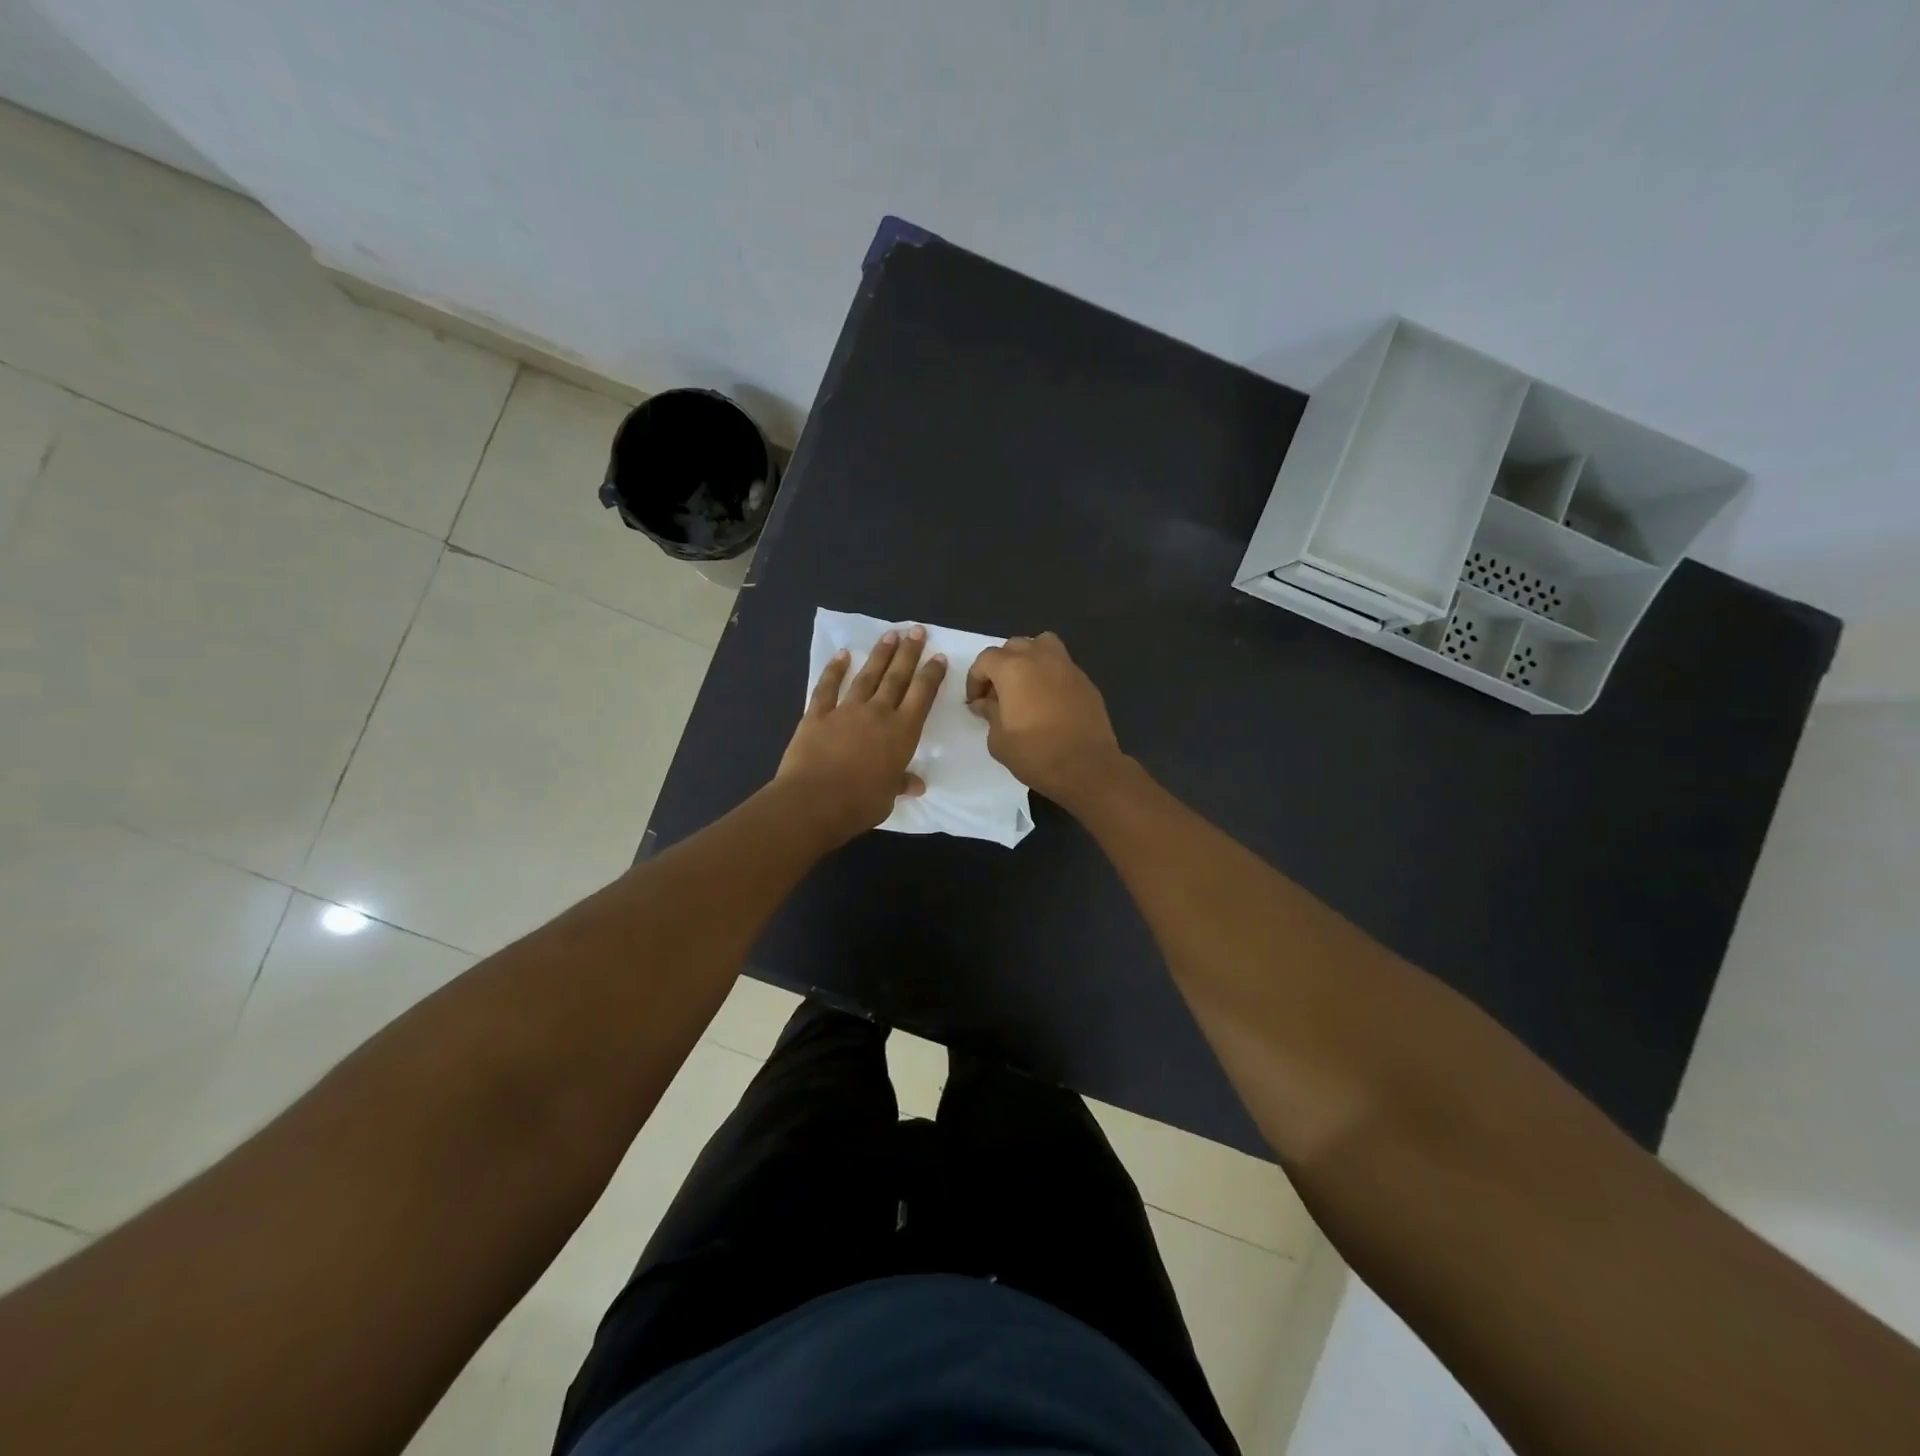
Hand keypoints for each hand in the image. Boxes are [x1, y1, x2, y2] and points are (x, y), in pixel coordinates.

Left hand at [777, 627, 946, 844]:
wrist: (814, 801)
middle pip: (897, 677)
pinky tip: (842, 655)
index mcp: (902, 733)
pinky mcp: (817, 714)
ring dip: (880, 654)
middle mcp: (878, 713)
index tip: (938, 657)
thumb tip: (917, 785)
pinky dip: (835, 670)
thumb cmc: (859, 803)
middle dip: (909, 653)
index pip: (922, 696)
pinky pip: (827, 687)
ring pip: (867, 676)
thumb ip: (901, 783)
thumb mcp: (888, 797)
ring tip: (890, 635)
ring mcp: (846, 710)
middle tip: (916, 630)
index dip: (931, 675)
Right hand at [965, 632, 1123, 804]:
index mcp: (1013, 668)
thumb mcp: (998, 740)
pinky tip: (1048, 701)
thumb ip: (989, 714)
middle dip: (1001, 666)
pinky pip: (1061, 666)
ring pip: (1042, 645)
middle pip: (1014, 646)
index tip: (976, 702)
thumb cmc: (1035, 754)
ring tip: (1025, 686)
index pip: (986, 659)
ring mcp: (1067, 666)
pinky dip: (1050, 674)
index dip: (975, 679)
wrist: (1087, 767)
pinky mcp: (1086, 681)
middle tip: (998, 694)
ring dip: (1029, 659)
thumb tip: (985, 703)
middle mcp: (1040, 658)